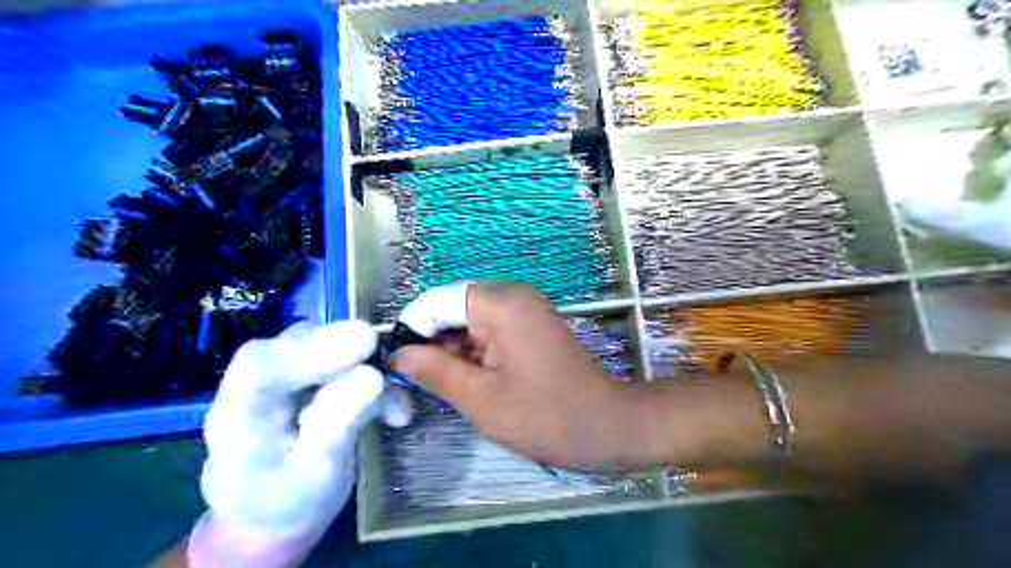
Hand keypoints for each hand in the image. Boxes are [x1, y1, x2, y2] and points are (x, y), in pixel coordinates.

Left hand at [186, 322, 407, 564]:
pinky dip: (373, 375)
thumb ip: (339, 424)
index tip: (366, 342)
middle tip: (392, 365)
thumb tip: (372, 375)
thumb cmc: (291, 499)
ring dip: (368, 366)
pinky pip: (340, 356)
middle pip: (296, 343)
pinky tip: (393, 408)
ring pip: (323, 343)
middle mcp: (255, 384)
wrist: (275, 509)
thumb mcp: (319, 475)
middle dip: (349, 350)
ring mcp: (281, 372)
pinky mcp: (305, 369)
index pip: (261, 367)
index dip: (314, 349)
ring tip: (395, 407)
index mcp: (239, 417)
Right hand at [390, 284, 634, 469]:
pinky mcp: (531, 325)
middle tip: (417, 383)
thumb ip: (433, 370)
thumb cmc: (544, 414)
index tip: (396, 365)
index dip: (412, 330)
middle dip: (432, 342)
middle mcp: (512, 295)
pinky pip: (490, 329)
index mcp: (499, 303)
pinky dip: (474, 352)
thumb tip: (397, 354)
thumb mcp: (479, 397)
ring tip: (442, 386)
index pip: (436, 301)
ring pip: (470, 320)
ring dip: (452, 350)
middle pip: (453, 308)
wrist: (607, 425)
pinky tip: (470, 380)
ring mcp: (525, 309)